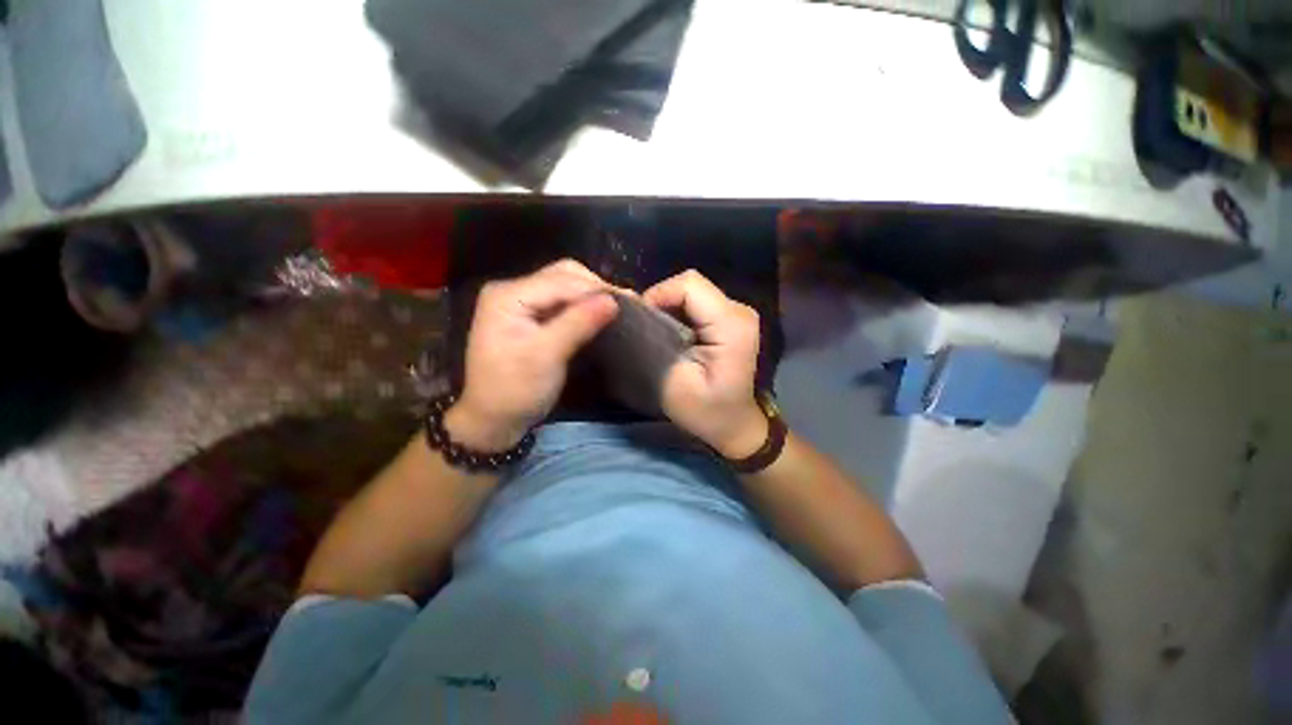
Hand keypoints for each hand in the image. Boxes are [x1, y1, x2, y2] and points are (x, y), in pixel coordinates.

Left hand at [447, 260, 618, 450]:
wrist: (493, 420)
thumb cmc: (515, 390)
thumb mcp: (546, 356)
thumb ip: (578, 323)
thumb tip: (613, 300)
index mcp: (508, 295)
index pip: (560, 281)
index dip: (596, 289)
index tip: (630, 302)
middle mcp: (513, 290)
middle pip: (563, 276)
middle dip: (595, 288)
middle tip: (625, 305)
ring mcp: (521, 302)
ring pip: (565, 286)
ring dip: (591, 296)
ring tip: (617, 308)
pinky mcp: (530, 316)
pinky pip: (562, 302)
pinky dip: (583, 306)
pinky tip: (600, 314)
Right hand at [643, 270, 766, 458]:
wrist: (734, 424)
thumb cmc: (705, 411)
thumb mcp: (672, 384)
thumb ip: (652, 346)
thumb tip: (631, 315)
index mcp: (731, 324)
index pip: (689, 285)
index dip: (659, 296)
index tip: (642, 324)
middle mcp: (739, 310)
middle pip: (690, 284)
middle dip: (662, 302)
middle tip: (647, 332)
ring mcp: (737, 311)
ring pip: (691, 291)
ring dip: (669, 308)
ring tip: (658, 335)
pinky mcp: (730, 317)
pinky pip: (696, 301)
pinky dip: (678, 312)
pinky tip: (673, 335)